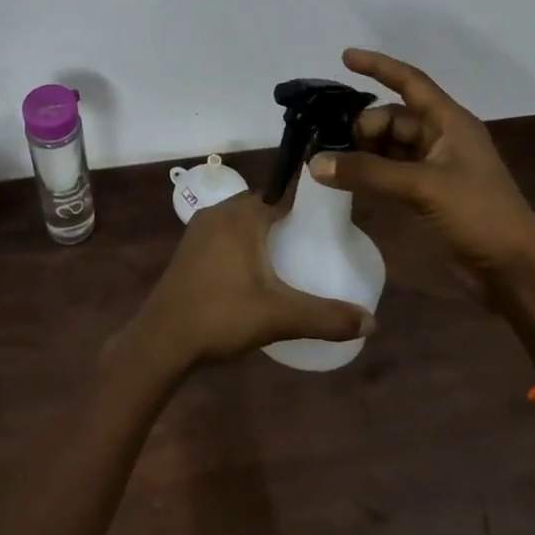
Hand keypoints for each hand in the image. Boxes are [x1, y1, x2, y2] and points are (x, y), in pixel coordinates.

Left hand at [117, 191, 374, 370]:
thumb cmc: (220, 317)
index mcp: (242, 214)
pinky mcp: (189, 249)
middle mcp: (220, 212)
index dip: (310, 205)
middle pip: (265, 206)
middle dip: (290, 221)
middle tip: (318, 246)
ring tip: (294, 260)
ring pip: (243, 221)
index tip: (333, 223)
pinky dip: (245, 245)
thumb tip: (372, 322)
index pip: (285, 194)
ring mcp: (200, 230)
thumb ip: (326, 317)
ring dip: (266, 234)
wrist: (161, 341)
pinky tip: (258, 274)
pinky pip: (226, 235)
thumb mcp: (279, 317)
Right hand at [310, 48, 534, 280]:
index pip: (410, 82)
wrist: (513, 269)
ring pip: (388, 146)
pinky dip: (369, 173)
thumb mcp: (422, 186)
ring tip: (328, 161)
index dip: (379, 67)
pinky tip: (344, 180)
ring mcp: (433, 167)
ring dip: (361, 151)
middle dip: (361, 126)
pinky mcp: (426, 193)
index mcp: (449, 122)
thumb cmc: (478, 214)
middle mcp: (440, 138)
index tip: (344, 57)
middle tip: (330, 145)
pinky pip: (389, 172)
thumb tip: (316, 163)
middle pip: (392, 118)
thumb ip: (368, 172)